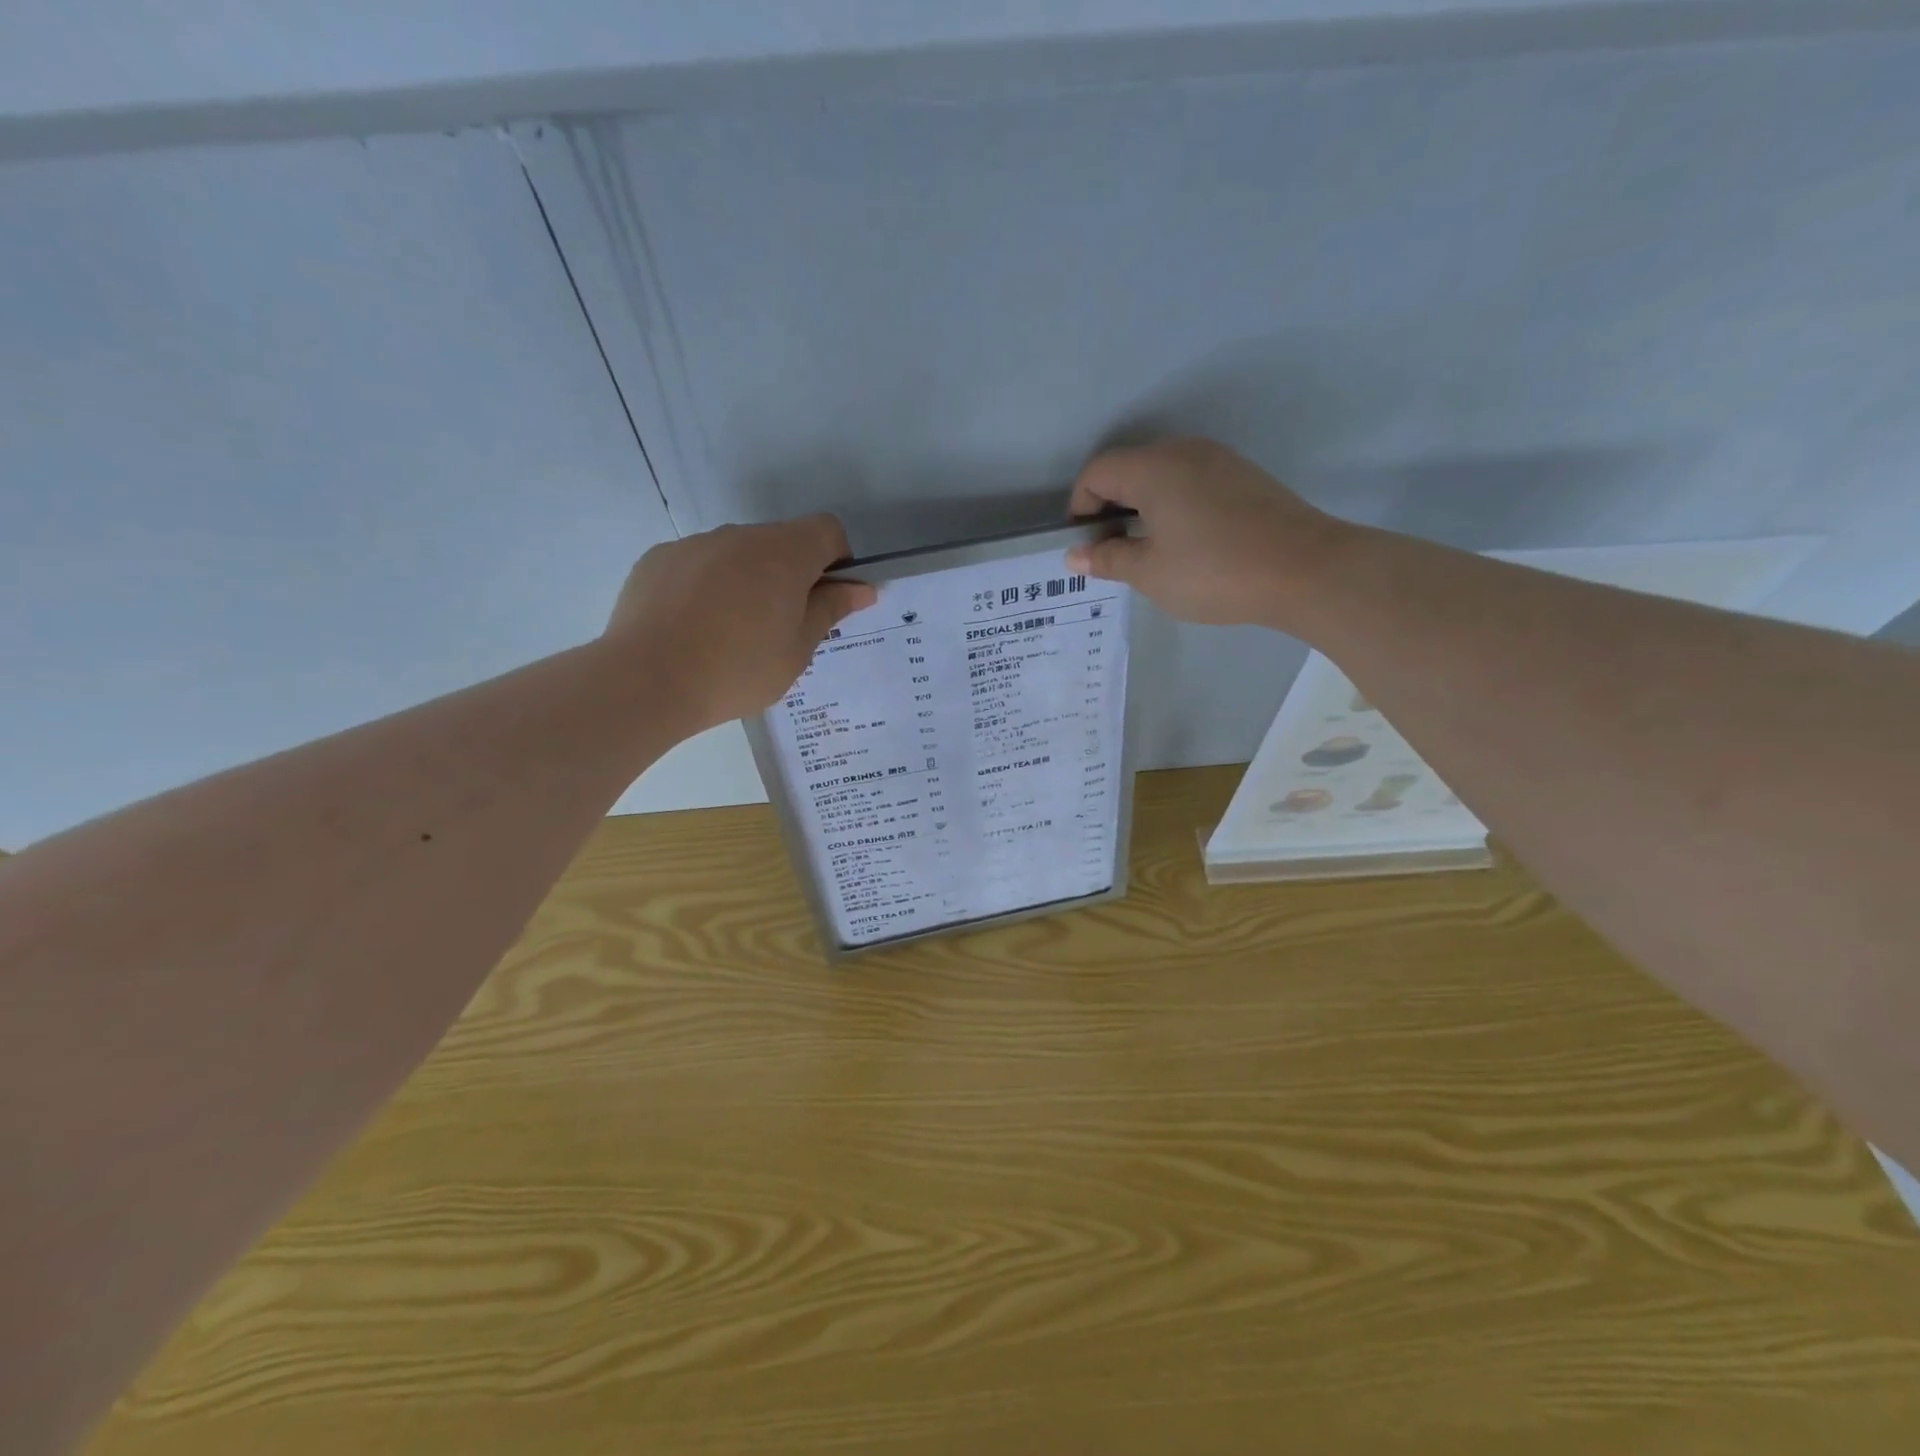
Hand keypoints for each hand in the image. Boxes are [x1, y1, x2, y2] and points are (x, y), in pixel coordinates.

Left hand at [604, 516, 875, 732]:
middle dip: (791, 574)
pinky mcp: (658, 559)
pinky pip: (698, 564)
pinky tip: (693, 628)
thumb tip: (861, 588)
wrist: (647, 680)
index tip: (826, 599)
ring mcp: (695, 544)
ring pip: (737, 553)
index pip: (827, 531)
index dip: (837, 561)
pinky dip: (707, 586)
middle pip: (781, 542)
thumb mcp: (797, 650)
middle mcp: (741, 536)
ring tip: (730, 632)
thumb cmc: (738, 670)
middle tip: (781, 627)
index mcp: (784, 554)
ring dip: (748, 579)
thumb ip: (830, 610)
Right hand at [1066, 438, 1346, 629]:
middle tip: (1113, 553)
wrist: (1306, 570)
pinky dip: (1172, 506)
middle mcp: (1183, 451)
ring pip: (1160, 476)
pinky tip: (1186, 544)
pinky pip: (1190, 482)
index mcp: (1154, 468)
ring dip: (1141, 508)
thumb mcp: (1150, 573)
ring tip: (1148, 552)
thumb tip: (1075, 554)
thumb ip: (1108, 558)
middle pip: (1128, 469)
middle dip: (1109, 508)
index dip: (1080, 508)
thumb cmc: (1215, 572)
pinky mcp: (1243, 476)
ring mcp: (1218, 460)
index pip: (1097, 472)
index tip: (1086, 547)